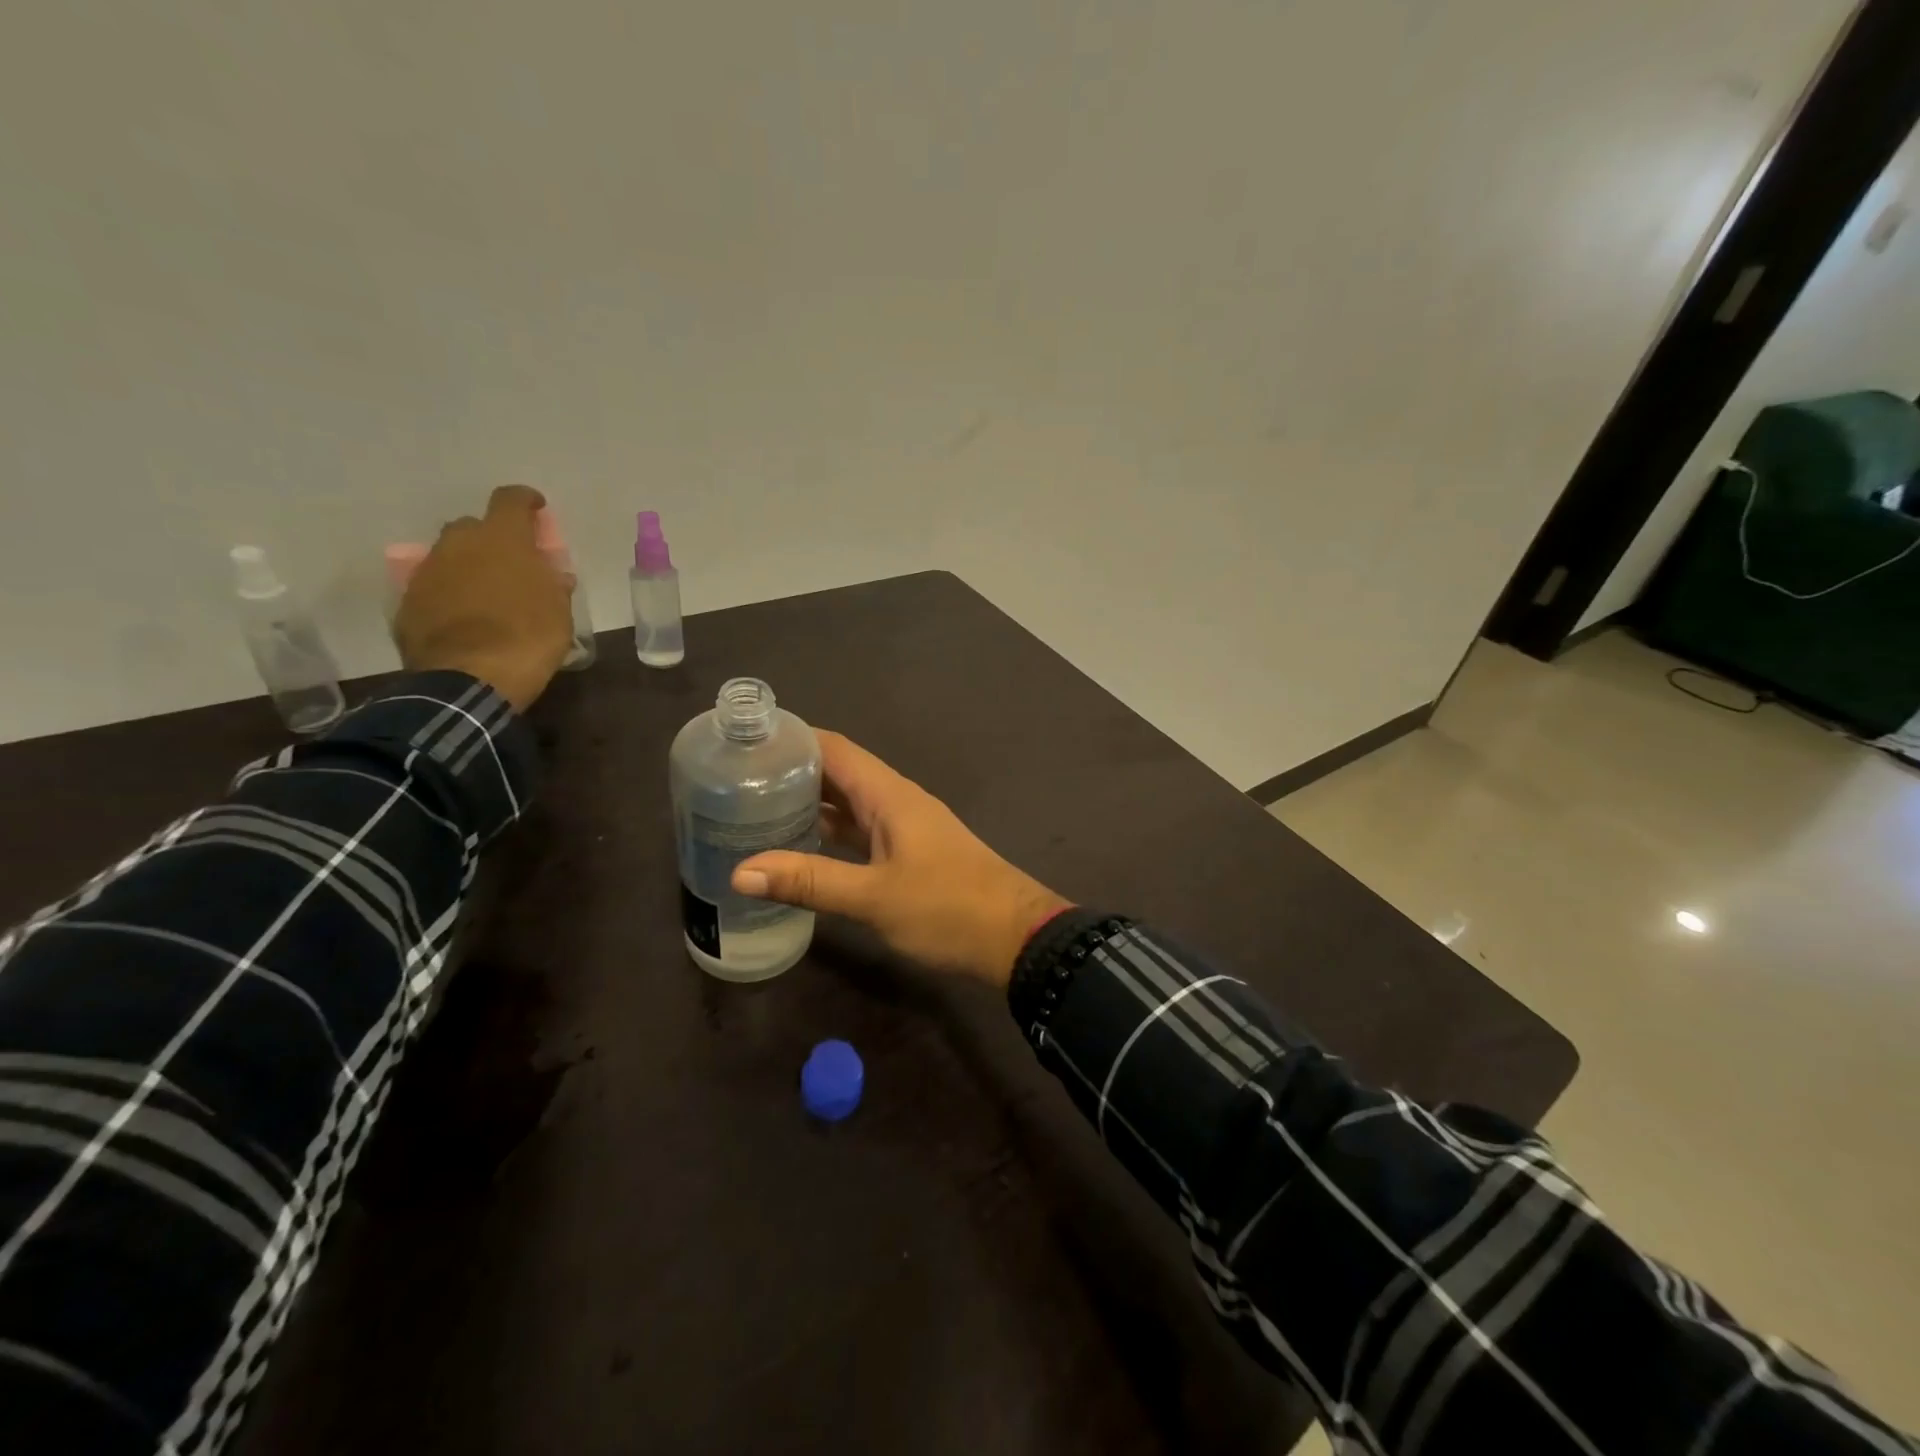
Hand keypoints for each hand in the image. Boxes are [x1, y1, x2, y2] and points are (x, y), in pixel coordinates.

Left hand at [394, 485, 575, 711]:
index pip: (511, 500)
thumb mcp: (560, 612)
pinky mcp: (408, 602)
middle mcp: (458, 544)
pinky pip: (434, 588)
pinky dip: (449, 596)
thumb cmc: (528, 638)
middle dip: (492, 540)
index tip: (537, 510)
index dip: (526, 501)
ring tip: (486, 596)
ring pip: (449, 557)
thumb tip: (551, 574)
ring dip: (468, 568)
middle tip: (511, 565)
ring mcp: (427, 571)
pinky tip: (464, 620)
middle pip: (474, 527)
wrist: (469, 679)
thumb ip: (553, 585)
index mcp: (502, 539)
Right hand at [731, 731, 1069, 986]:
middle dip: (791, 771)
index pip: (834, 748)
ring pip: (848, 803)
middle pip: (838, 772)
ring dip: (808, 802)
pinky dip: (829, 831)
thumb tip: (740, 871)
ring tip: (753, 808)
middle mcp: (895, 801)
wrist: (1015, 938)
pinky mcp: (908, 853)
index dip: (792, 739)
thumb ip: (810, 881)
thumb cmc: (948, 909)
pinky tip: (799, 845)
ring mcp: (903, 827)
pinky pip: (860, 830)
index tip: (743, 742)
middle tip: (734, 778)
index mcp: (889, 795)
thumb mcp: (874, 897)